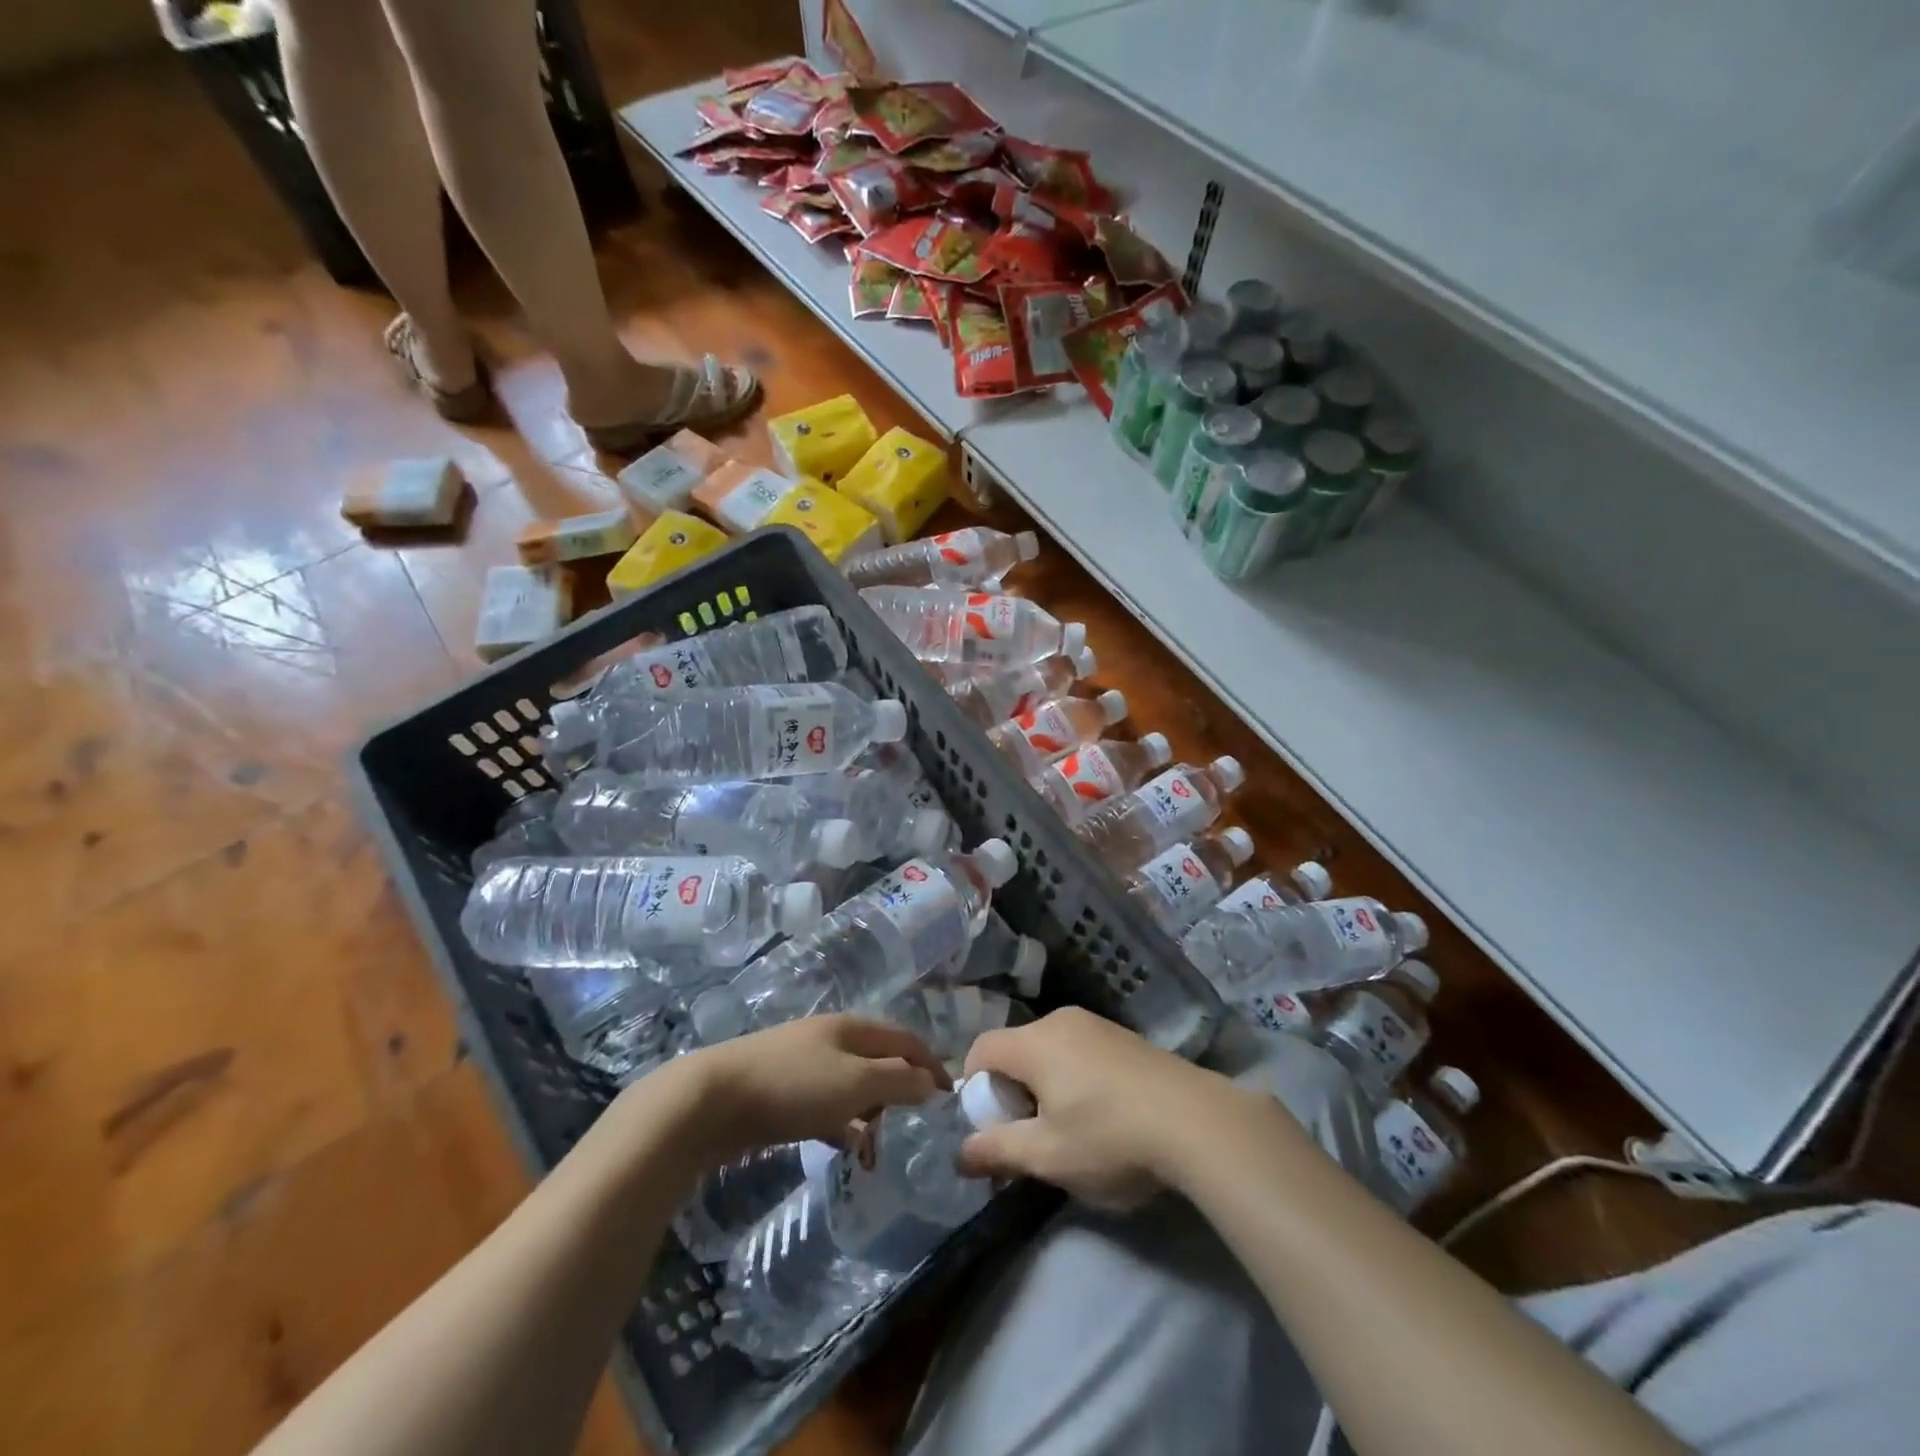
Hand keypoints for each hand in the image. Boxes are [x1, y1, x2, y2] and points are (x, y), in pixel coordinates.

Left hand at [669, 1015, 949, 1163]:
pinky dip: (843, 1124)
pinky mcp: (781, 1092)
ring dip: (872, 1110)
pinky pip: (826, 1105)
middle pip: (880, 1059)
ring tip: (884, 1145)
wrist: (712, 1100)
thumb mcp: (856, 1082)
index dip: (931, 1064)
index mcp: (853, 1027)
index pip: (906, 1039)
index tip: (950, 1098)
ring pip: (852, 1084)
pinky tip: (846, 1148)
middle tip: (918, 1126)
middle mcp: (831, 1038)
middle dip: (902, 1089)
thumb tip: (931, 1082)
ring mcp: (803, 1063)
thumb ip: (899, 1080)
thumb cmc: (792, 1087)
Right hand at [957, 1007, 1243, 1210]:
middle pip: (1015, 1049)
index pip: (981, 1049)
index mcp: (1034, 1041)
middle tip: (1029, 1137)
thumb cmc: (1109, 1137)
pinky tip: (1103, 1115)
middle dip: (1011, 1092)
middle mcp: (1060, 1020)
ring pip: (1048, 1051)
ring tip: (1068, 1131)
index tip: (992, 1128)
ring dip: (1043, 1087)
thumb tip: (959, 1154)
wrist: (1196, 1121)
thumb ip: (997, 1151)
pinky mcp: (1123, 1036)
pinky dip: (1073, 1078)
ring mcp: (1096, 1024)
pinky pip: (1079, 1051)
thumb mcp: (1047, 1155)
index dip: (975, 1088)